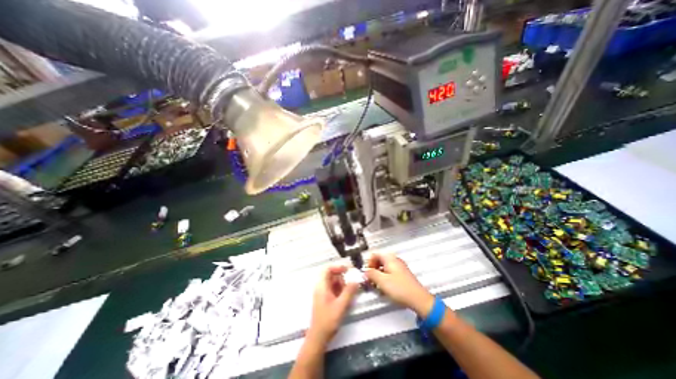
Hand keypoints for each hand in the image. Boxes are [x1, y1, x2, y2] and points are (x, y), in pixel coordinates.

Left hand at [308, 266, 358, 344]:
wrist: (319, 337)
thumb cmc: (328, 320)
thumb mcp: (341, 305)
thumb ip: (349, 291)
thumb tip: (356, 280)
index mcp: (321, 286)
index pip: (327, 269)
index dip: (337, 267)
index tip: (347, 270)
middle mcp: (321, 287)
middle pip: (331, 275)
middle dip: (342, 276)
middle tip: (352, 280)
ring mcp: (322, 293)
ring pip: (333, 282)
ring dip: (342, 283)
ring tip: (351, 289)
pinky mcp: (325, 300)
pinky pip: (333, 289)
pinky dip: (340, 289)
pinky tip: (347, 295)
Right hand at [365, 255, 433, 316]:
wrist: (418, 299)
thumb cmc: (401, 289)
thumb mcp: (382, 281)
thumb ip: (371, 274)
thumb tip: (365, 272)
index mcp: (389, 258)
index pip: (374, 254)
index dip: (368, 263)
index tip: (367, 272)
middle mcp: (395, 260)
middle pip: (379, 260)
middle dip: (373, 269)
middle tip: (370, 279)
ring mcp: (399, 267)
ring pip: (384, 267)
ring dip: (378, 274)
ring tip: (377, 284)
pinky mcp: (402, 275)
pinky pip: (390, 272)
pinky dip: (385, 278)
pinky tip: (385, 287)